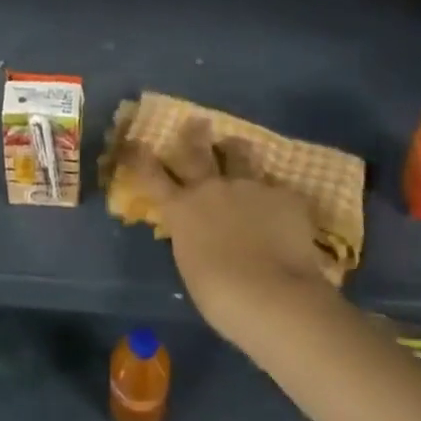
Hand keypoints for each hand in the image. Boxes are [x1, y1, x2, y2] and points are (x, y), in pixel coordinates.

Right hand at [118, 121, 337, 358]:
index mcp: (181, 210)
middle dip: (194, 135)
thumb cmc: (222, 298)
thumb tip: (200, 231)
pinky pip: (277, 189)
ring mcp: (248, 187)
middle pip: (197, 151)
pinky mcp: (283, 195)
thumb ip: (193, 238)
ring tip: (239, 147)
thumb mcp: (193, 266)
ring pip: (240, 156)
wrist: (274, 297)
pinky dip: (276, 198)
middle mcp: (211, 189)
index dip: (140, 158)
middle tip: (197, 123)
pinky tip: (285, 211)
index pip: (151, 176)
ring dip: (237, 150)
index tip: (134, 142)